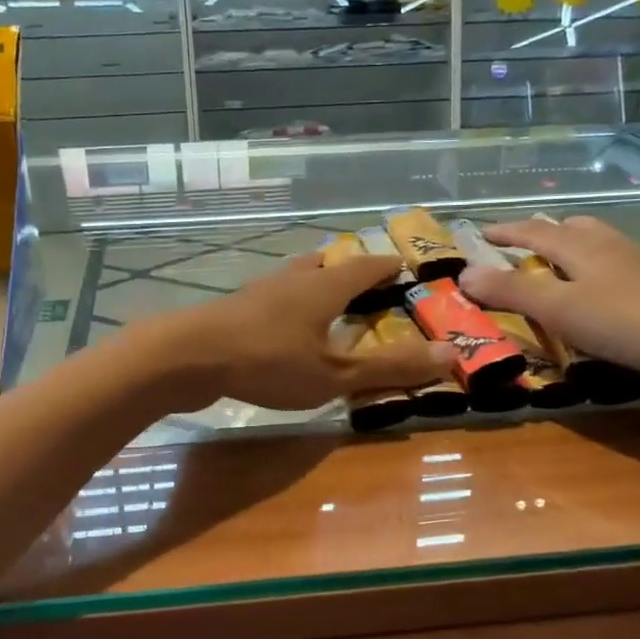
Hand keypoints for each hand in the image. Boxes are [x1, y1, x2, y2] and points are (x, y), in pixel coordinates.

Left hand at [147, 254, 453, 411]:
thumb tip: (452, 354)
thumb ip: (390, 367)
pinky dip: (289, 303)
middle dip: (349, 270)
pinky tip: (282, 326)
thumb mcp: (335, 374)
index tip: (404, 265)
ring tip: (326, 299)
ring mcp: (259, 291)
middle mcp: (293, 279)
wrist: (187, 357)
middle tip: (366, 282)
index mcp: (323, 286)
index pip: (365, 265)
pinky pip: (273, 297)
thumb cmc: (269, 362)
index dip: (387, 265)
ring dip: (315, 283)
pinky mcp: (235, 310)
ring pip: (296, 277)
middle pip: (327, 264)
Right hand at [457, 216, 639, 386]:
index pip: (532, 230)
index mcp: (579, 245)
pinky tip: (592, 295)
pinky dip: (588, 271)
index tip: (477, 235)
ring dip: (566, 250)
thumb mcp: (559, 308)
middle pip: (568, 228)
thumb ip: (512, 291)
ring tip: (550, 270)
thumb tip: (463, 273)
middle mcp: (607, 245)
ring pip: (593, 245)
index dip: (503, 231)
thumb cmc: (627, 320)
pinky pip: (609, 266)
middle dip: (537, 234)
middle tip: (514, 249)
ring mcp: (635, 263)